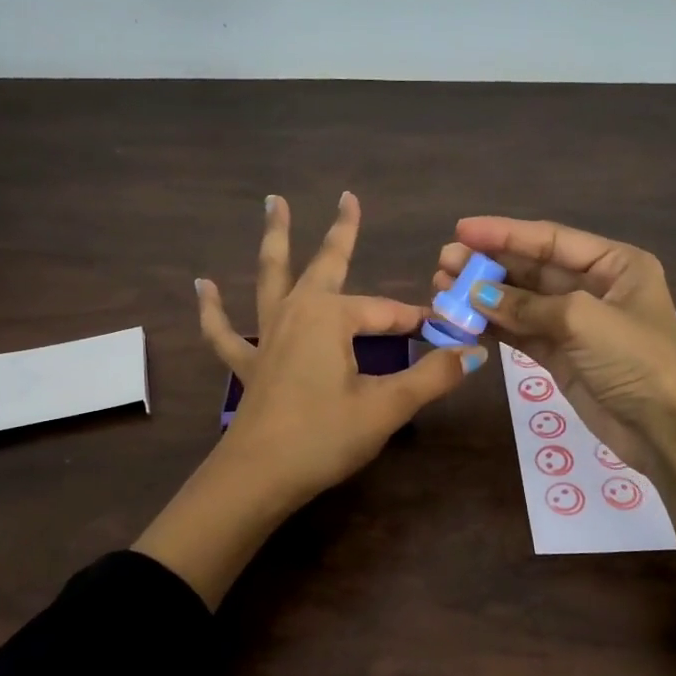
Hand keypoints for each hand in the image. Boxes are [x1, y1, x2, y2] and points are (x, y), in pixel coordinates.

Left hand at [204, 192, 482, 500]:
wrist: (259, 477)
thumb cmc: (325, 437)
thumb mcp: (386, 407)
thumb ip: (431, 377)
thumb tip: (473, 354)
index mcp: (331, 318)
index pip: (387, 313)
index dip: (417, 322)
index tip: (446, 333)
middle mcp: (297, 313)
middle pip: (324, 264)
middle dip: (341, 233)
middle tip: (348, 198)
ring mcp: (267, 336)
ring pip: (271, 278)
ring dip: (275, 240)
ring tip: (273, 203)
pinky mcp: (248, 364)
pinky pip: (225, 331)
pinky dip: (213, 309)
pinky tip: (202, 286)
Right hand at [438, 216, 675, 624]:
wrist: (666, 429)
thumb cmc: (635, 360)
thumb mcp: (582, 320)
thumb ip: (526, 305)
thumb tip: (476, 294)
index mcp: (614, 264)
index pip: (550, 240)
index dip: (504, 233)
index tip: (461, 230)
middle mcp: (595, 288)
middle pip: (532, 269)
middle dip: (489, 266)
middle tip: (444, 264)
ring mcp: (576, 324)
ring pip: (522, 303)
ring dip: (485, 297)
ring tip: (443, 290)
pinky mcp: (562, 356)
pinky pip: (522, 333)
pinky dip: (494, 327)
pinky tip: (464, 320)